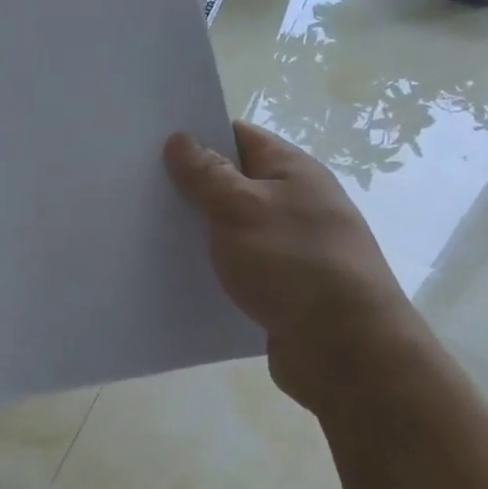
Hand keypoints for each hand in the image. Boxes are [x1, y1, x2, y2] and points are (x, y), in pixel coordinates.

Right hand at [164, 120, 426, 412]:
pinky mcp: (283, 286)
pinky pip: (239, 264)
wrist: (347, 353)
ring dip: (199, 229)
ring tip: (148, 229)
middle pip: (233, 181)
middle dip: (191, 185)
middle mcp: (295, 202)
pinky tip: (179, 271)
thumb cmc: (295, 265)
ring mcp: (291, 246)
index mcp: (293, 171)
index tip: (152, 143)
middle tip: (140, 187)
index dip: (197, 135)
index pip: (238, 136)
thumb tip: (180, 139)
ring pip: (232, 226)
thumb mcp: (242, 209)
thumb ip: (207, 174)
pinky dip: (213, 265)